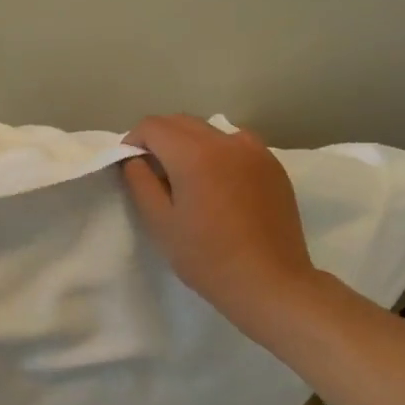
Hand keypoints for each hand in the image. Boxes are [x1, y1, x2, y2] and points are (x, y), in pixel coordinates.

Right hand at [121, 114, 320, 338]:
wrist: (270, 282)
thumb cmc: (207, 257)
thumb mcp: (160, 222)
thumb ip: (140, 181)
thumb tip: (134, 158)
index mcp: (194, 154)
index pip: (152, 126)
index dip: (133, 141)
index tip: (130, 165)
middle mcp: (226, 142)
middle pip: (181, 121)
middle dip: (159, 138)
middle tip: (152, 171)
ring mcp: (255, 151)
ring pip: (209, 130)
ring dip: (189, 142)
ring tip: (187, 176)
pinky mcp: (273, 165)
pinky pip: (236, 144)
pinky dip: (217, 151)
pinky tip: (218, 182)